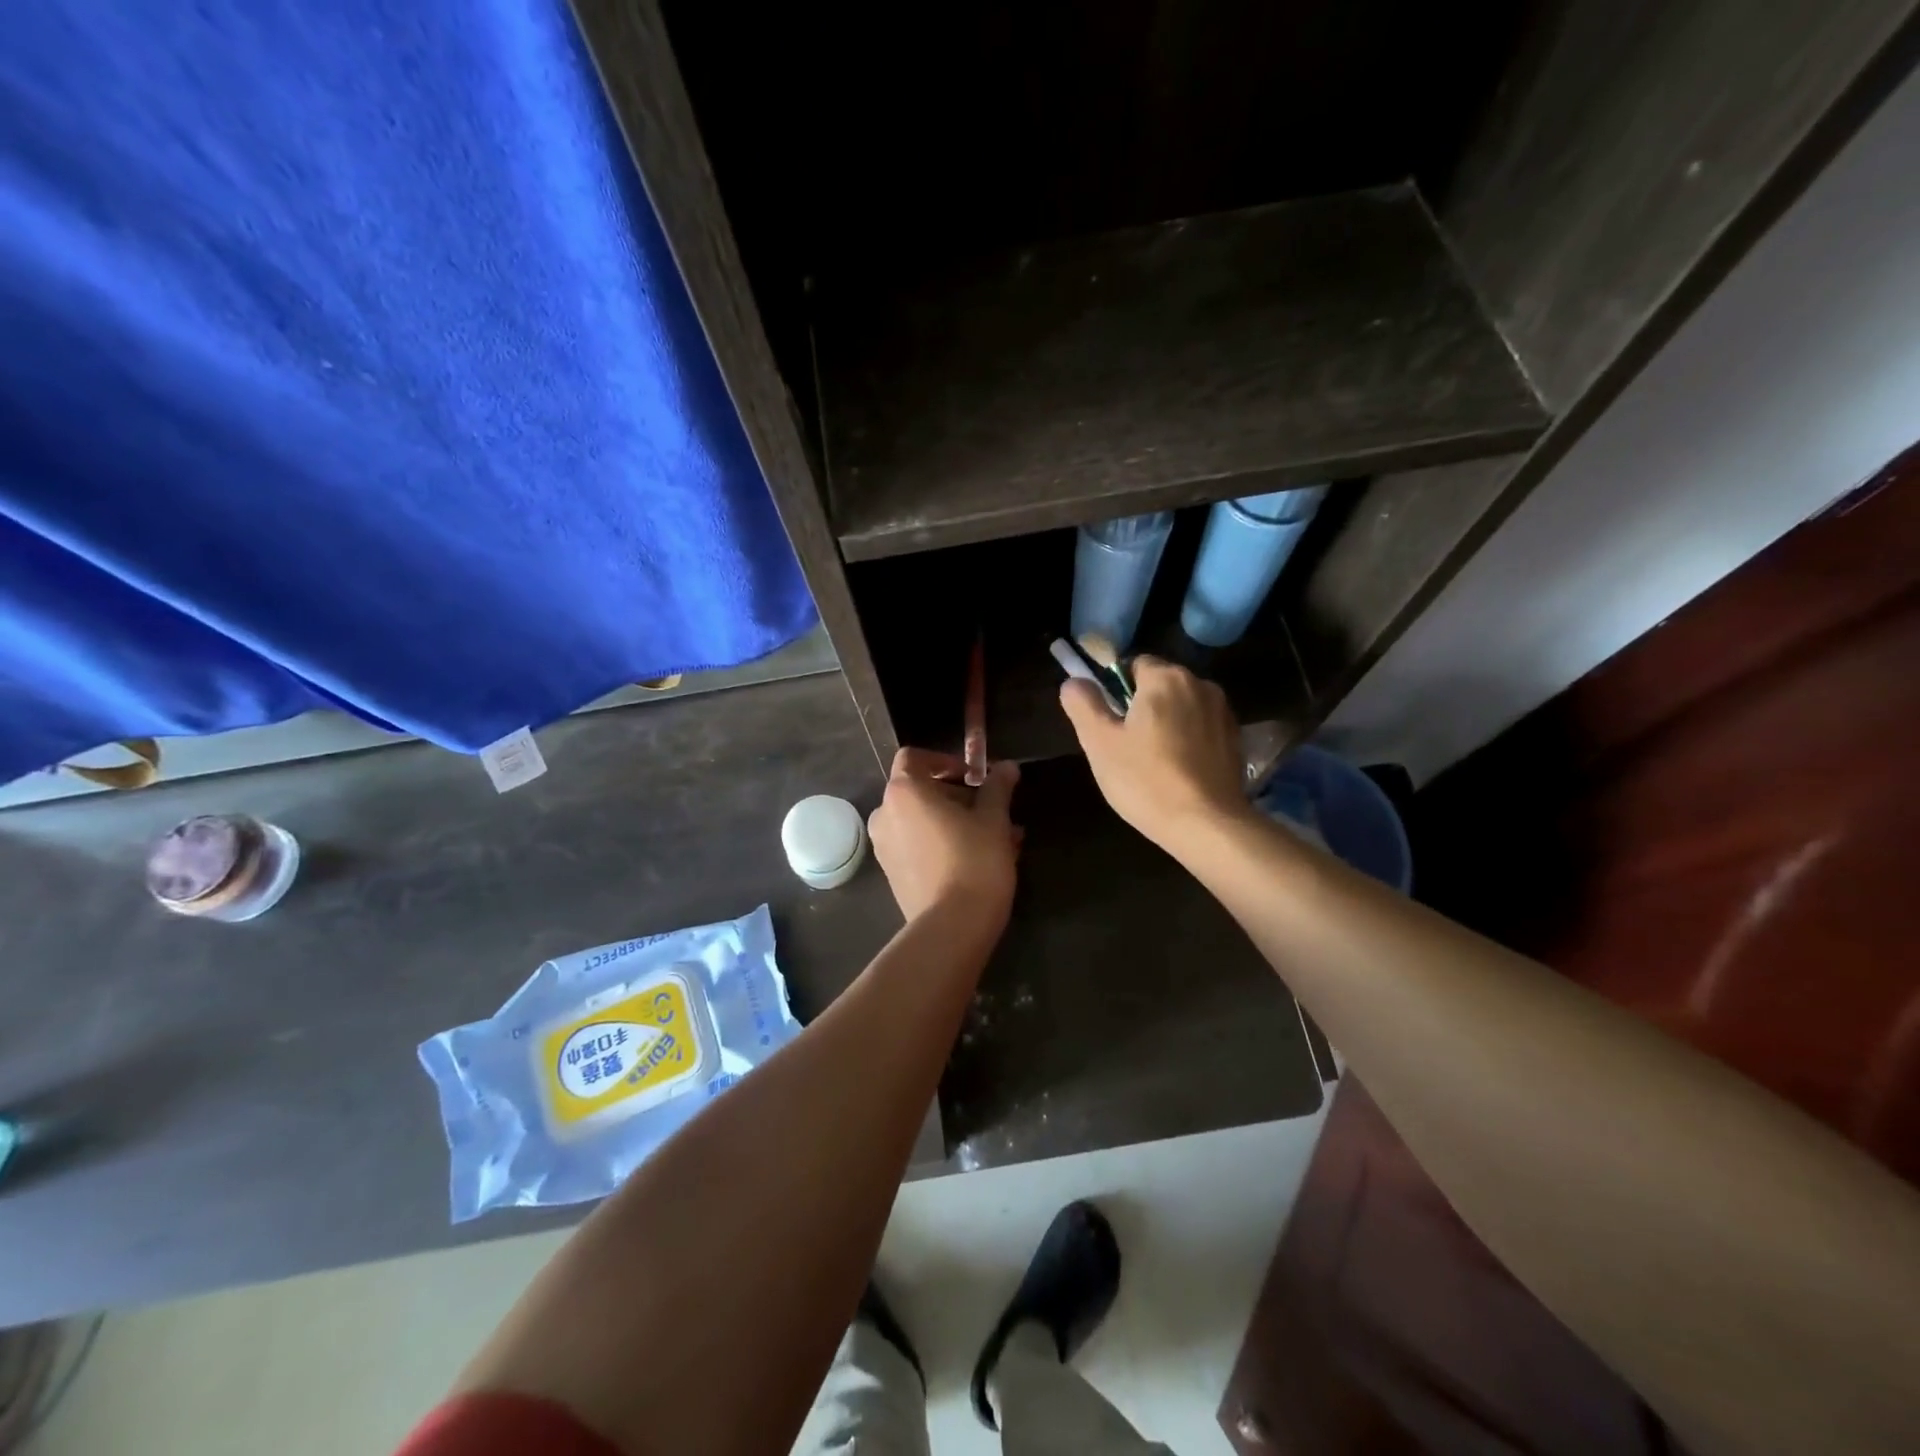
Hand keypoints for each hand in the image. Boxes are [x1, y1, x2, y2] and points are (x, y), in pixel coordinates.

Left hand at [868, 749, 1020, 925]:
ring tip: (994, 838)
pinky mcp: (892, 874)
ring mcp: (884, 846)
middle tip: (992, 810)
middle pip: (919, 790)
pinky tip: (977, 860)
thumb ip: (998, 787)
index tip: (974, 777)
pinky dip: (941, 843)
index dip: (945, 761)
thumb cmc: (974, 861)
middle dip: (957, 795)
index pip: (914, 758)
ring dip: (953, 821)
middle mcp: (885, 814)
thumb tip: (1007, 767)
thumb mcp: (994, 819)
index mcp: (904, 792)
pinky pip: (916, 845)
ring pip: (921, 821)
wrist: (952, 927)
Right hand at [1059, 656, 1250, 850]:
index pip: (1133, 665)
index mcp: (1165, 677)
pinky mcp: (1236, 739)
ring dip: (1168, 723)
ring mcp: (1223, 712)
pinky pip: (1202, 728)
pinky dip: (1189, 740)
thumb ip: (1083, 705)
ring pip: (1183, 707)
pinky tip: (1179, 771)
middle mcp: (1200, 684)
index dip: (1116, 690)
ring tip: (1154, 762)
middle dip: (1143, 707)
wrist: (1207, 824)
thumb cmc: (1146, 780)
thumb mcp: (1100, 743)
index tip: (1110, 723)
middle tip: (1126, 747)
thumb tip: (1073, 682)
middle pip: (1160, 685)